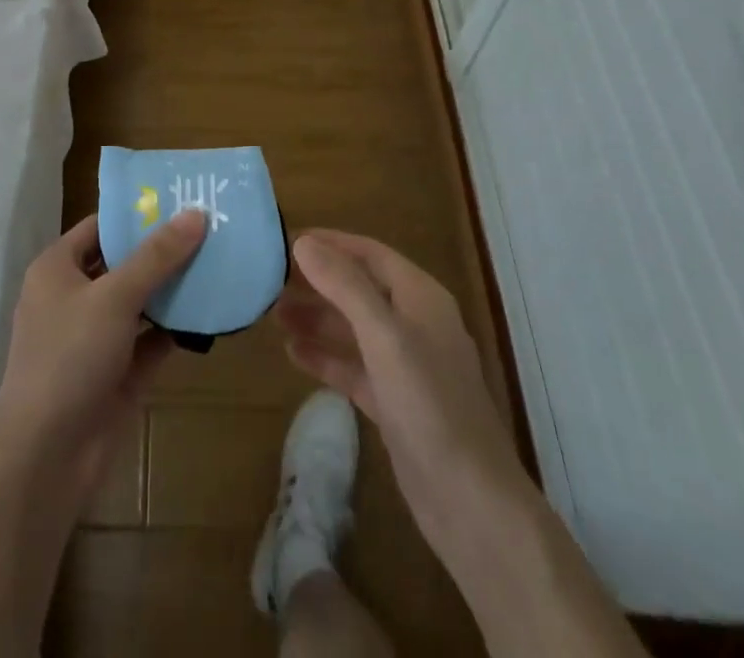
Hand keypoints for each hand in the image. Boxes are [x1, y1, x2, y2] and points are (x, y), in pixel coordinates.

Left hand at [0, 209, 206, 505]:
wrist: (46, 457)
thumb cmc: (69, 357)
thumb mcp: (114, 296)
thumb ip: (156, 256)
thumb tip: (195, 213)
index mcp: (58, 269)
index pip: (100, 227)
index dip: (137, 214)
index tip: (181, 200)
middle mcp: (74, 297)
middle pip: (124, 263)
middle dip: (163, 250)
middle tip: (211, 228)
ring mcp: (96, 338)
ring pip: (140, 302)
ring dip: (173, 288)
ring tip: (220, 261)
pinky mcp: (117, 373)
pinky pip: (151, 340)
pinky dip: (176, 328)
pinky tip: (211, 311)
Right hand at [278, 229, 527, 565]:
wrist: (471, 502)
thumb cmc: (429, 405)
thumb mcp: (384, 336)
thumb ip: (344, 286)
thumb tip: (304, 243)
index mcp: (421, 298)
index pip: (371, 254)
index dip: (332, 244)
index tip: (288, 240)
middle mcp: (415, 324)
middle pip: (361, 290)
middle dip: (319, 283)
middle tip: (272, 281)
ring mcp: (407, 367)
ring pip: (354, 329)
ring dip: (317, 319)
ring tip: (274, 315)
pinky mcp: (395, 404)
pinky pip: (354, 368)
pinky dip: (326, 358)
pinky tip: (293, 354)